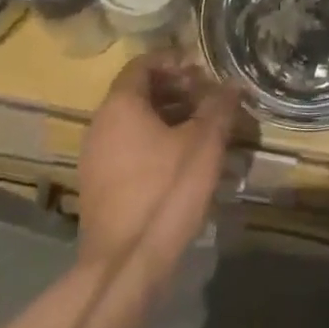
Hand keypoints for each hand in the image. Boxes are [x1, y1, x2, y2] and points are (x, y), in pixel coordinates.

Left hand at [77, 57, 240, 273]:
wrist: (124, 266)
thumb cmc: (165, 192)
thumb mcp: (203, 144)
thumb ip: (219, 107)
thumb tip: (232, 83)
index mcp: (120, 105)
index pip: (143, 63)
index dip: (175, 61)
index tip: (203, 70)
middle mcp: (101, 123)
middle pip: (139, 92)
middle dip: (177, 91)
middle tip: (209, 100)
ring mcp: (95, 156)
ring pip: (135, 122)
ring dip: (169, 118)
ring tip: (203, 131)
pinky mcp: (99, 185)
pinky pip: (129, 148)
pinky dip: (155, 143)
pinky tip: (183, 162)